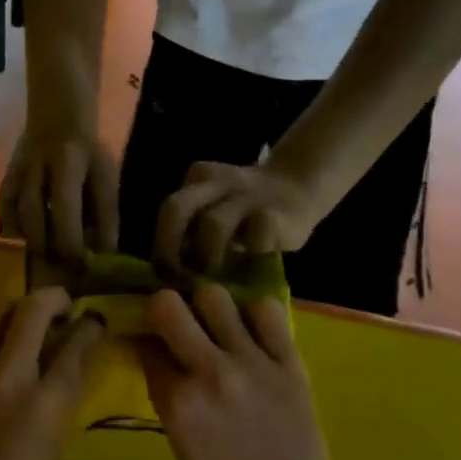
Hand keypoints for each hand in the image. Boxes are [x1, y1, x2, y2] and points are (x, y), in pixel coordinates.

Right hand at [0, 123, 118, 261]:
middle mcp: (35, 166)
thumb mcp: (105, 177)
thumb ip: (105, 214)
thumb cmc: (87, 153)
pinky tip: (29, 242)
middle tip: (64, 266)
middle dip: (49, 245)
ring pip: (14, 213)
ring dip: (31, 240)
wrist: (57, 120)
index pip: (65, 207)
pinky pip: (3, 210)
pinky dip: (14, 231)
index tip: (82, 264)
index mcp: (67, 162)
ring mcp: (15, 171)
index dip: (72, 241)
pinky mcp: (4, 178)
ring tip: (49, 257)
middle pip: (34, 213)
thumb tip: (103, 254)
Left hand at [0, 288, 104, 459]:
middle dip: (52, 298)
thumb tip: (73, 361)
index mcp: (42, 403)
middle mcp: (7, 376)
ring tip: (27, 316)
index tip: (95, 318)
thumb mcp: (52, 450)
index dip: (88, 327)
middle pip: (31, 311)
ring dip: (16, 305)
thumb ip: (62, 398)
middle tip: (63, 304)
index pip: (72, 347)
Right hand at [137, 285, 341, 459]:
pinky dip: (254, 314)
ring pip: (215, 296)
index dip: (143, 340)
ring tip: (216, 324)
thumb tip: (154, 355)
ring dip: (208, 307)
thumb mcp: (180, 448)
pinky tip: (252, 331)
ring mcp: (252, 362)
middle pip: (168, 305)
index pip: (145, 345)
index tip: (147, 341)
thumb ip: (167, 397)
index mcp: (179, 402)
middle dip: (164, 309)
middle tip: (175, 322)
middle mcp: (210, 372)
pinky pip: (267, 310)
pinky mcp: (288, 361)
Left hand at [155, 160, 323, 274]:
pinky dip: (246, 258)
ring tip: (216, 280)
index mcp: (198, 179)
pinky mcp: (275, 215)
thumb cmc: (248, 211)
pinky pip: (254, 239)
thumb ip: (194, 232)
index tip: (164, 276)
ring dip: (208, 258)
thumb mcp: (217, 211)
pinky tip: (250, 270)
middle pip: (176, 207)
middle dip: (168, 248)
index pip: (170, 210)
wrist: (298, 186)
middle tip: (177, 279)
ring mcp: (246, 195)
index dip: (162, 245)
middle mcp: (216, 182)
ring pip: (212, 224)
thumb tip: (171, 273)